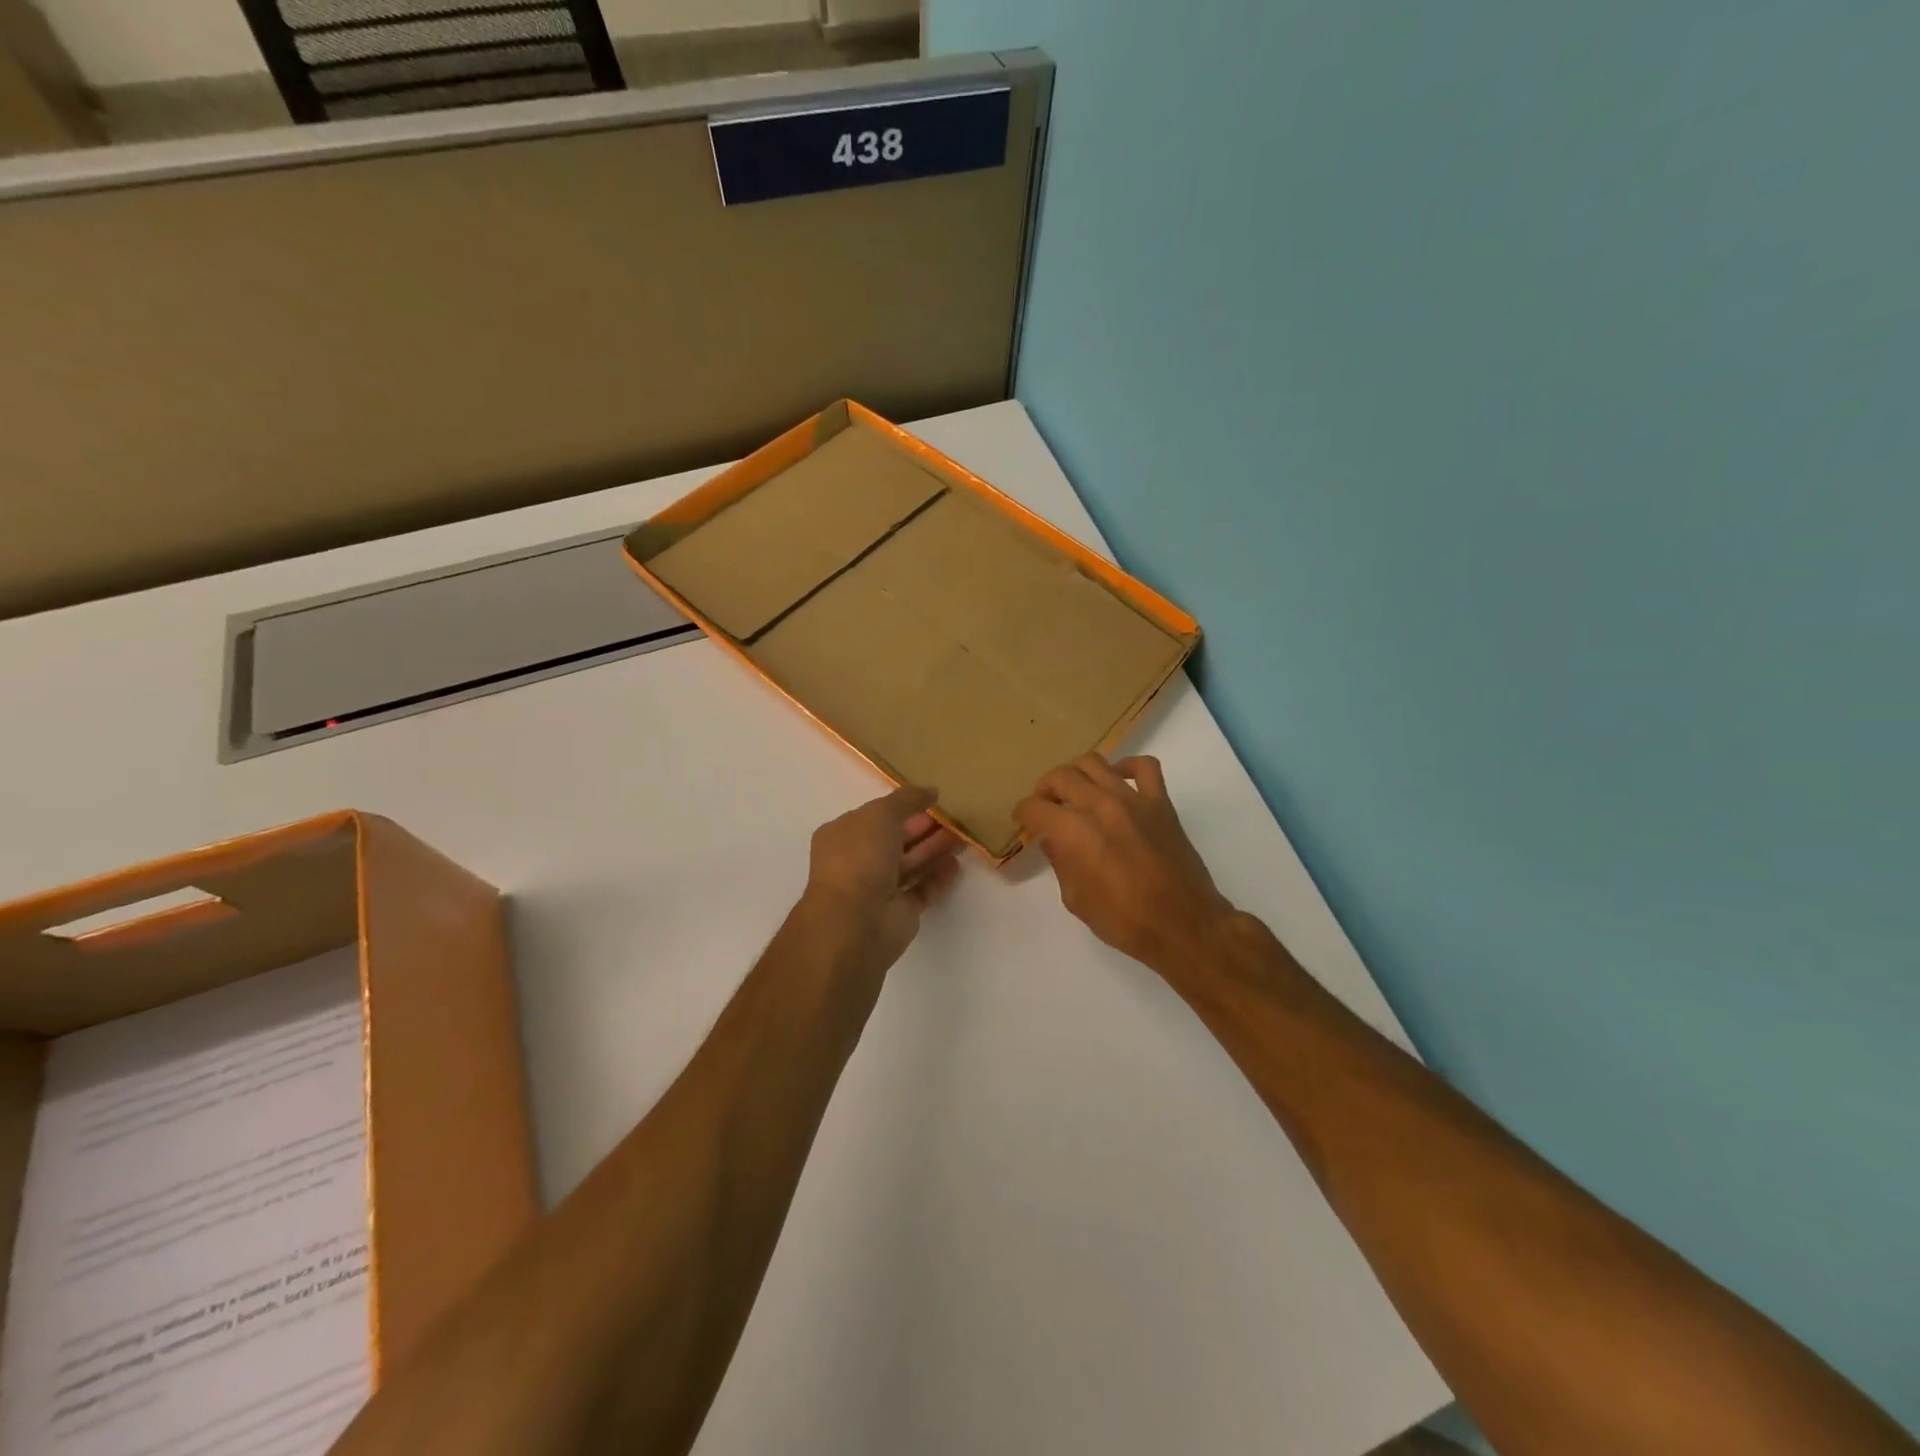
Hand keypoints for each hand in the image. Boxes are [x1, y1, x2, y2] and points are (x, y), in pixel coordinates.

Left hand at [804, 785, 961, 970]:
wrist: (855, 921)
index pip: (875, 816)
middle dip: (923, 827)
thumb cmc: (860, 857)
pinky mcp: (900, 912)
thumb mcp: (881, 814)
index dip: (902, 806)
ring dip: (934, 849)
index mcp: (843, 835)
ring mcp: (879, 889)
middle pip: (896, 840)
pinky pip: (922, 890)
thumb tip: (931, 790)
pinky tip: (956, 864)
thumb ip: (907, 799)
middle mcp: (858, 861)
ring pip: (911, 864)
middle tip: (954, 816)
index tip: (932, 799)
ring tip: (963, 836)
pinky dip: (938, 878)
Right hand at [1014, 754, 1235, 975]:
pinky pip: (1144, 767)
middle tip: (1045, 805)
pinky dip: (1127, 766)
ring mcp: (1133, 799)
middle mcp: (1100, 805)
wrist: (1183, 925)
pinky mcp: (1160, 802)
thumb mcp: (1077, 900)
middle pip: (1061, 776)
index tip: (1022, 821)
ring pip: (1095, 763)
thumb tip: (1052, 840)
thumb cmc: (1125, 921)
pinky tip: (1118, 780)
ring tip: (1075, 790)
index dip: (1023, 813)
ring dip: (1076, 773)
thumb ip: (1061, 863)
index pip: (1036, 808)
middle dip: (1045, 788)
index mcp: (1074, 832)